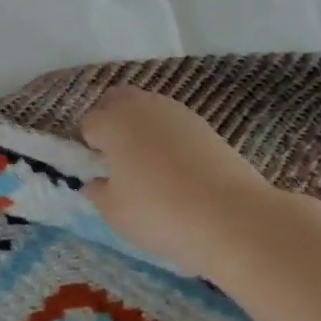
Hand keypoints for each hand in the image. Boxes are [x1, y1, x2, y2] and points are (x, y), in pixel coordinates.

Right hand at [81, 85, 287, 273]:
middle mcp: (142, 106)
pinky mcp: (206, 126)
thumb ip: (97, 191)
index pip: (87, 124)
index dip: (87, 148)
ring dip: (141, 129)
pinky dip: (168, 139)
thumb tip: (96, 181)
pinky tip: (177, 170)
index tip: (97, 173)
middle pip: (116, 101)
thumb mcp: (114, 212)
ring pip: (147, 110)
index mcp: (112, 122)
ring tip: (149, 167)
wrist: (233, 218)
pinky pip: (173, 124)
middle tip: (117, 160)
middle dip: (110, 122)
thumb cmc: (160, 213)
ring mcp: (177, 112)